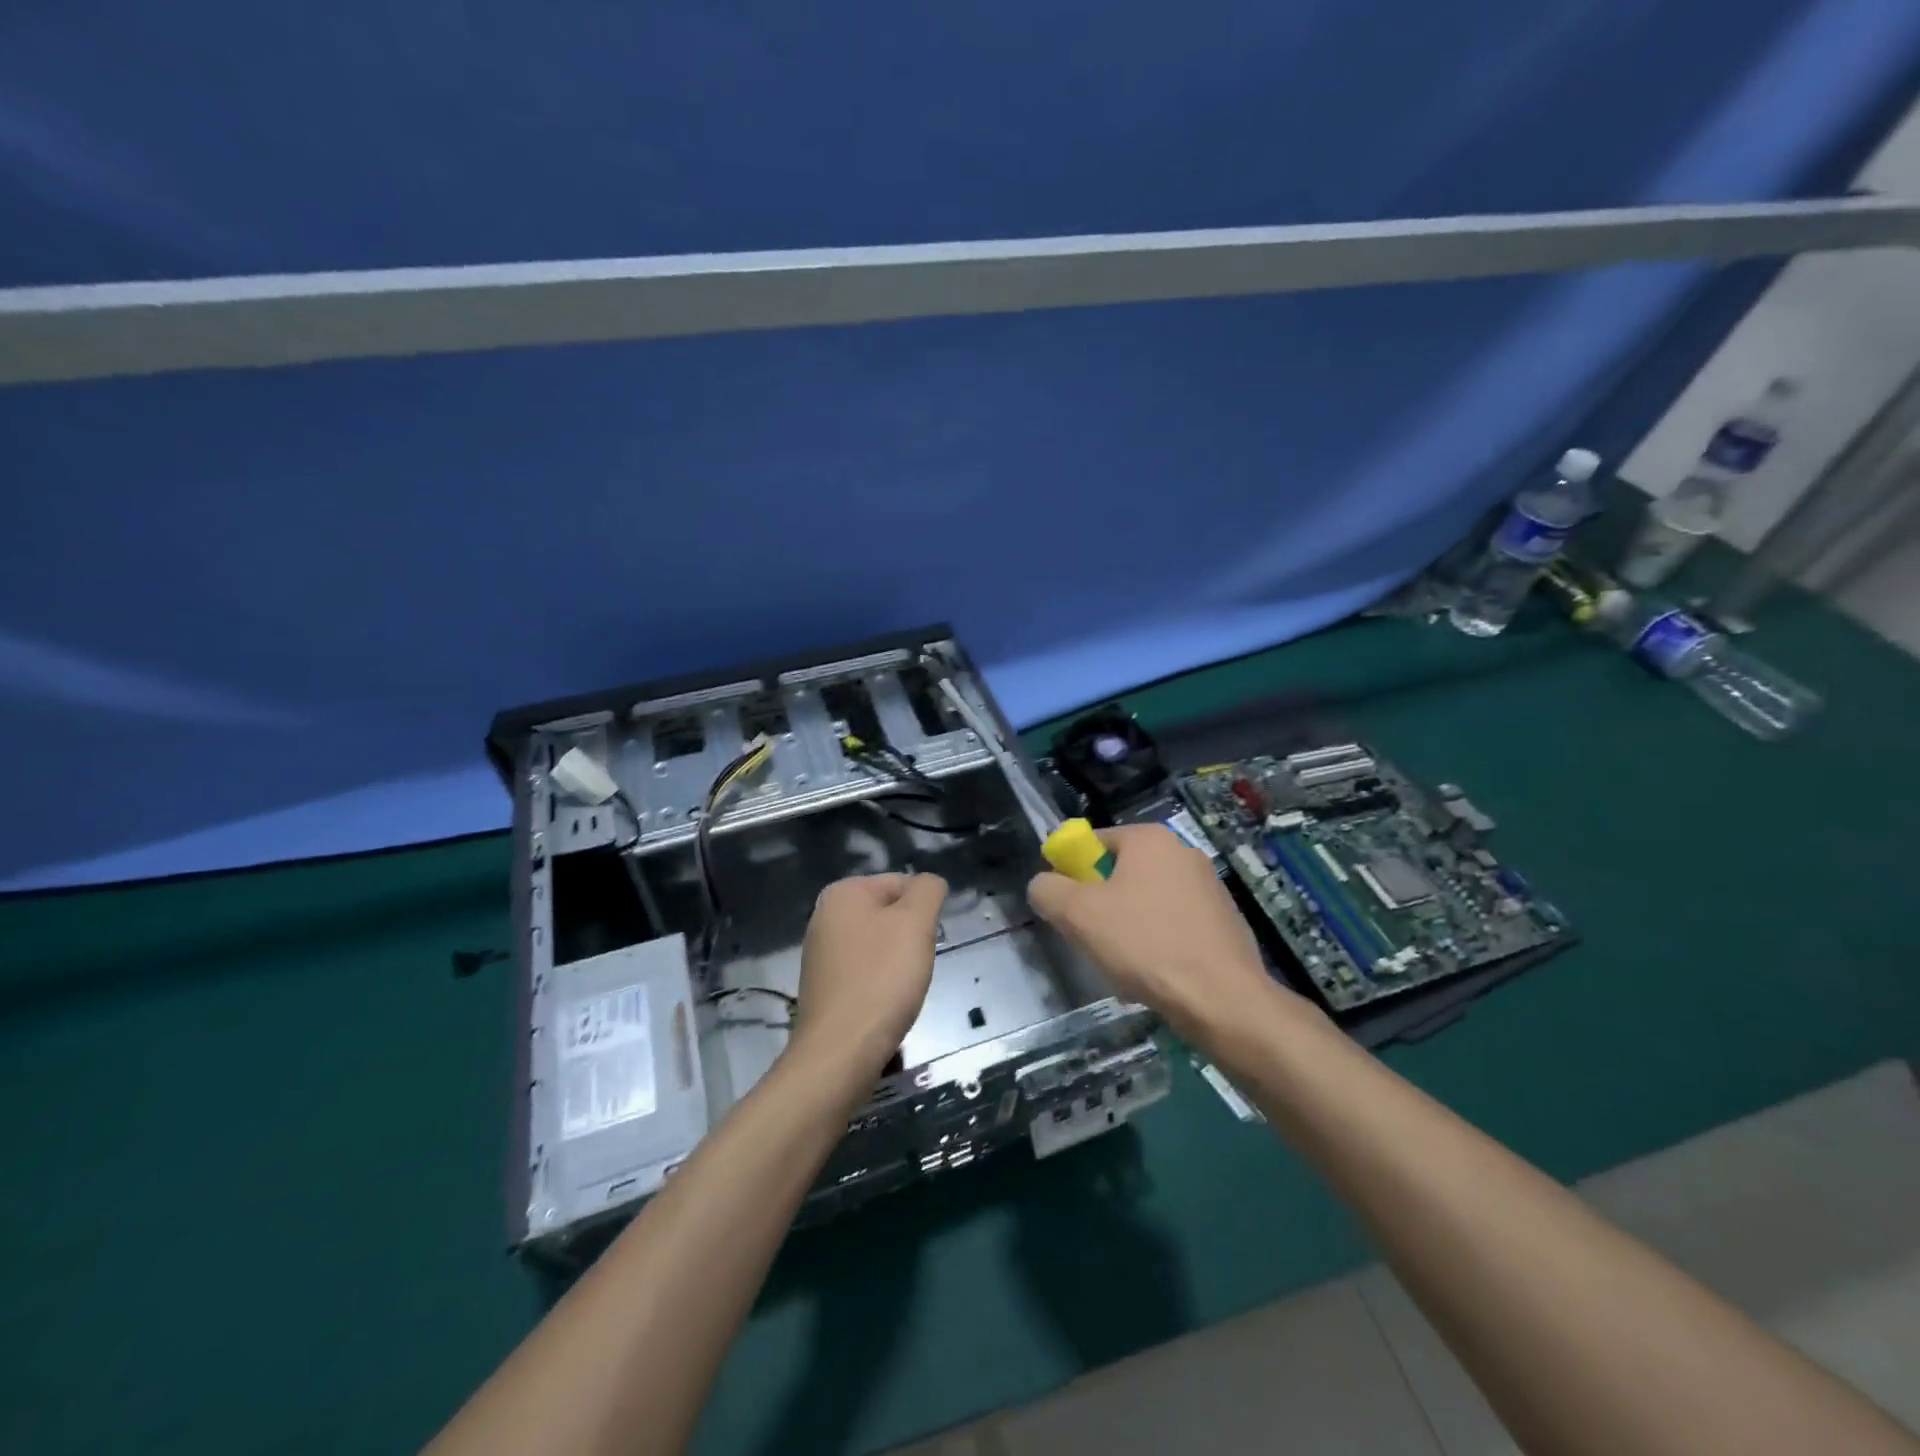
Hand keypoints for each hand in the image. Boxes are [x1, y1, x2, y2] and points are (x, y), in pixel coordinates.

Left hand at [790, 872, 947, 1078]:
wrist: (840, 1053)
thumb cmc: (881, 979)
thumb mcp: (916, 922)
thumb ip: (928, 890)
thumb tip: (929, 883)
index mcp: (842, 892)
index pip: (902, 883)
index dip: (923, 911)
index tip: (926, 942)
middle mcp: (824, 916)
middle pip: (890, 914)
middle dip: (910, 937)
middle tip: (916, 965)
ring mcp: (821, 953)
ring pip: (880, 945)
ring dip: (898, 963)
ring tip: (901, 989)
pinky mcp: (824, 986)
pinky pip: (865, 972)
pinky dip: (881, 984)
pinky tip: (885, 1005)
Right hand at [1028, 824, 1306, 1042]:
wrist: (1222, 999)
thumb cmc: (1145, 945)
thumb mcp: (1078, 915)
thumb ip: (1048, 890)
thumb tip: (1044, 884)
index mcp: (1150, 839)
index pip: (1094, 842)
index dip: (1072, 872)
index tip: (1067, 908)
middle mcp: (1183, 851)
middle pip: (1122, 872)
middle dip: (1101, 904)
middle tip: (1091, 938)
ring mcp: (1210, 886)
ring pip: (1148, 901)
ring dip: (1129, 926)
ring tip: (1124, 964)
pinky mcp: (1225, 920)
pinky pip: (1175, 924)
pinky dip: (1159, 942)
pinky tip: (1156, 975)